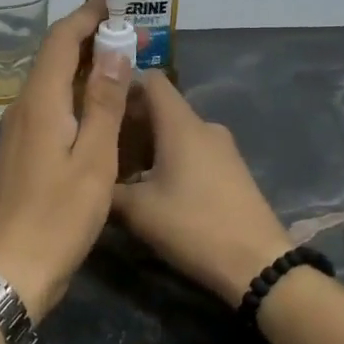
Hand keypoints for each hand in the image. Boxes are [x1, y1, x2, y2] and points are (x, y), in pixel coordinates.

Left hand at [0, 0, 130, 319]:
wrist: (13, 267)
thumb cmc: (60, 214)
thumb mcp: (94, 158)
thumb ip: (103, 102)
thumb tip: (113, 51)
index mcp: (40, 102)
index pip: (59, 41)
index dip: (84, 18)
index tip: (111, 3)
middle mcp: (22, 108)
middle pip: (52, 58)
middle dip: (86, 39)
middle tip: (124, 33)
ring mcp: (16, 131)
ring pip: (49, 83)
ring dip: (80, 67)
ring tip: (116, 63)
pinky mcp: (19, 152)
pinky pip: (47, 107)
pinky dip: (72, 94)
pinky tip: (94, 107)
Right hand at [110, 73, 292, 305]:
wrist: (257, 264)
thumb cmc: (193, 226)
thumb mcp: (137, 211)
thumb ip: (106, 187)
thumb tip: (86, 176)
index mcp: (181, 124)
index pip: (150, 80)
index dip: (121, 84)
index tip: (95, 103)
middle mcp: (204, 126)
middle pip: (160, 107)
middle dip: (128, 121)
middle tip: (97, 144)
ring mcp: (222, 148)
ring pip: (175, 132)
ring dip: (146, 144)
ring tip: (119, 170)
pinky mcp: (230, 169)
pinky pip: (191, 150)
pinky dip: (167, 158)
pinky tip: (150, 187)